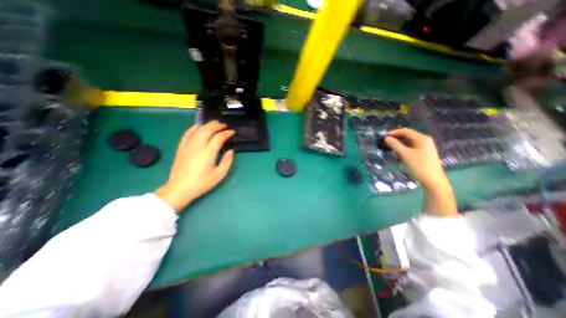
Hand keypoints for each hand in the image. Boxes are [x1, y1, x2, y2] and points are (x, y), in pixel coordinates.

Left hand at [154, 122, 233, 212]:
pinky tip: (198, 127)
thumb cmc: (202, 183)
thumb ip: (227, 161)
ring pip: (198, 130)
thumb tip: (230, 151)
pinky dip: (193, 128)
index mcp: (208, 153)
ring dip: (207, 125)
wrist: (180, 188)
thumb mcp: (219, 174)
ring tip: (214, 123)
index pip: (218, 137)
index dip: (226, 133)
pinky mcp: (181, 148)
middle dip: (217, 126)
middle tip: (224, 125)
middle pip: (207, 130)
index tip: (232, 132)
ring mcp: (187, 146)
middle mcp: (197, 146)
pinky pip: (187, 134)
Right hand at [387, 128, 449, 188]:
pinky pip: (412, 147)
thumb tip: (386, 138)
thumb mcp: (404, 154)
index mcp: (422, 138)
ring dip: (399, 144)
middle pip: (408, 136)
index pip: (406, 131)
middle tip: (386, 142)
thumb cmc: (418, 166)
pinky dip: (404, 148)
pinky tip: (398, 153)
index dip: (394, 132)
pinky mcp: (424, 153)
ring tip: (390, 148)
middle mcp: (425, 140)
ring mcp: (425, 147)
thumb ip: (395, 145)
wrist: (433, 180)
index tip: (384, 136)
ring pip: (409, 142)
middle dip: (397, 138)